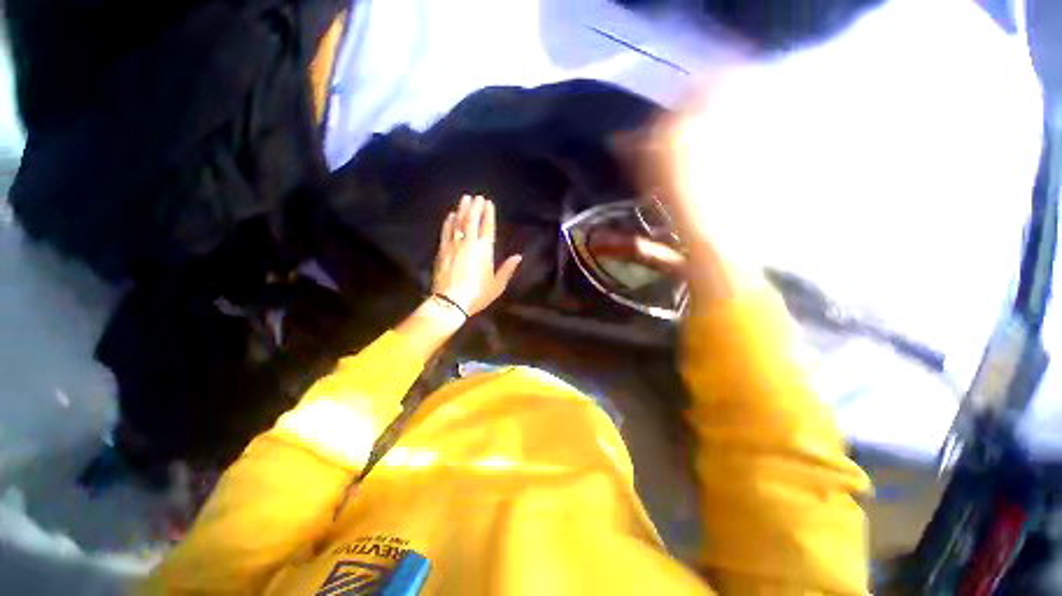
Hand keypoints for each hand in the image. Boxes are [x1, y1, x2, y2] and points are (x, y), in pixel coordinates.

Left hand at [431, 195, 521, 316]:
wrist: (450, 301)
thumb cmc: (477, 294)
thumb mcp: (497, 285)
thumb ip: (507, 269)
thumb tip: (518, 256)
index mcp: (484, 250)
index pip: (487, 227)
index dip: (488, 214)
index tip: (488, 203)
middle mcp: (469, 243)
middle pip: (472, 221)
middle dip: (475, 207)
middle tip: (476, 197)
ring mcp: (454, 245)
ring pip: (458, 223)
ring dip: (462, 210)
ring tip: (465, 199)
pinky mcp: (442, 251)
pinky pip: (446, 232)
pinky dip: (449, 222)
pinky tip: (451, 215)